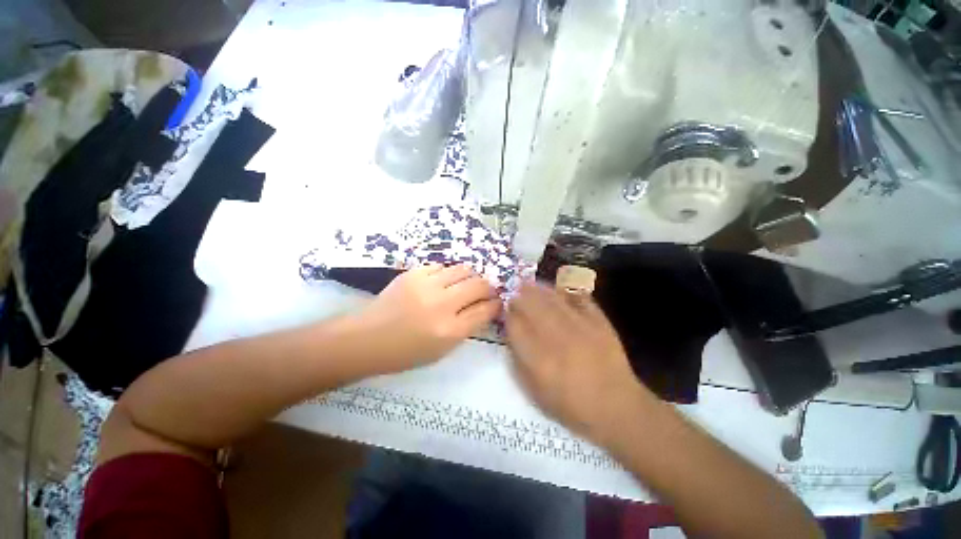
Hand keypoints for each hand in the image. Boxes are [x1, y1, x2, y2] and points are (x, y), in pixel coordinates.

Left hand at [358, 264, 500, 371]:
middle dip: (488, 287)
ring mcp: (426, 285)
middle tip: (484, 291)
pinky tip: (441, 282)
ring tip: (464, 284)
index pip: (485, 310)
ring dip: (470, 277)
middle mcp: (442, 305)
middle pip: (479, 285)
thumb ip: (467, 328)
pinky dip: (447, 274)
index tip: (497, 301)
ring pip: (463, 270)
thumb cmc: (406, 352)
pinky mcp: (413, 273)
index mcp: (450, 331)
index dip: (496, 304)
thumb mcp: (442, 350)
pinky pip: (442, 266)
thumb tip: (484, 308)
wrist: (367, 339)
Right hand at [506, 283, 655, 442]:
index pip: (516, 326)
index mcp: (539, 358)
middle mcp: (557, 337)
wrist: (617, 407)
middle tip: (515, 292)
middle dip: (520, 297)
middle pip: (532, 307)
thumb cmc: (572, 405)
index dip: (508, 315)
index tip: (506, 310)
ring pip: (553, 300)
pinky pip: (579, 299)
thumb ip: (520, 363)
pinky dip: (566, 292)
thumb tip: (512, 337)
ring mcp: (580, 327)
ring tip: (530, 284)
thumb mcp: (536, 393)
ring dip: (538, 290)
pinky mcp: (598, 322)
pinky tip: (557, 290)